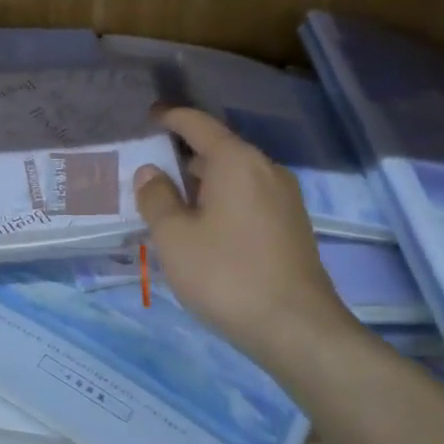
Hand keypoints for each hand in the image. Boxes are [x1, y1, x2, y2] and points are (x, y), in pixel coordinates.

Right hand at [134, 107, 358, 371]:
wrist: (295, 328)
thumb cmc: (226, 274)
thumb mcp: (174, 236)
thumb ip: (157, 198)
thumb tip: (151, 172)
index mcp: (237, 162)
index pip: (199, 125)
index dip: (172, 118)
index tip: (149, 116)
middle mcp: (266, 170)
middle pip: (218, 150)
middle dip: (183, 156)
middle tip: (148, 170)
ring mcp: (284, 199)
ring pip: (234, 178)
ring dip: (202, 184)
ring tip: (169, 202)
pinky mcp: (291, 226)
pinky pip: (248, 198)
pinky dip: (221, 201)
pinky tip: (202, 227)